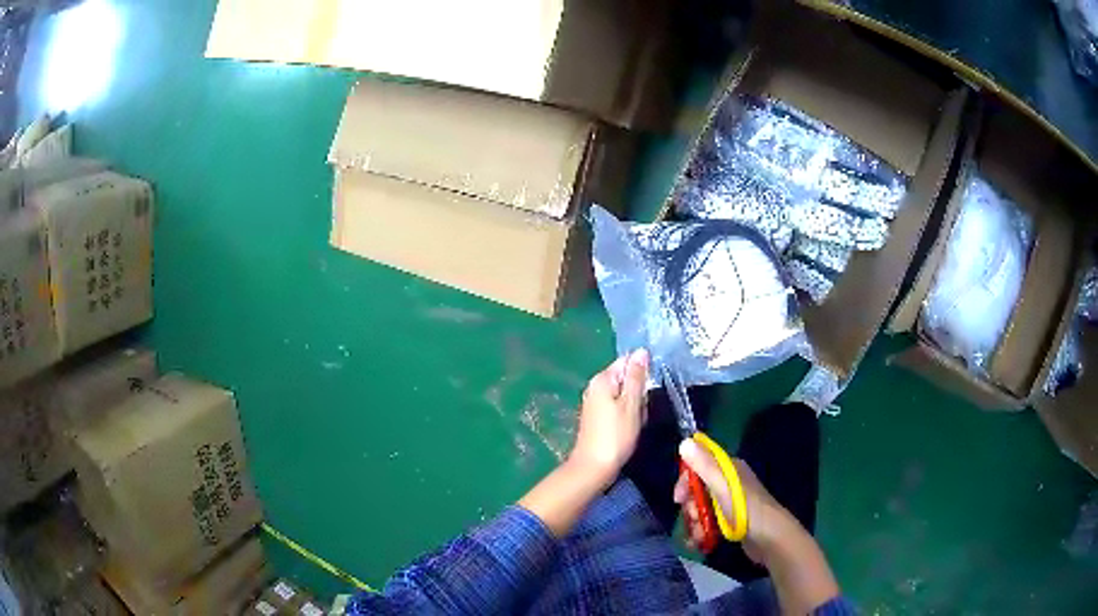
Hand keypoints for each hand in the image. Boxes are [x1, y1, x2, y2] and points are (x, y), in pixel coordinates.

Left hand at [567, 349, 649, 487]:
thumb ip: (637, 377)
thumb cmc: (615, 436)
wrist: (594, 468)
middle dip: (639, 394)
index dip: (642, 374)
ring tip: (636, 423)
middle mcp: (595, 387)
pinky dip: (628, 418)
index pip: (627, 362)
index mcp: (602, 379)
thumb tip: (641, 351)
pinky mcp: (597, 418)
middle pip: (626, 380)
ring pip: (625, 397)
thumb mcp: (631, 404)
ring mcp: (595, 403)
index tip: (650, 391)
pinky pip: (618, 410)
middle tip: (642, 410)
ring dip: (636, 408)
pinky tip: (630, 430)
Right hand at [675, 439, 797, 561]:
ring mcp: (730, 503)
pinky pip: (708, 522)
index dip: (686, 480)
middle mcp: (729, 483)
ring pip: (701, 508)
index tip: (679, 498)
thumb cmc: (746, 509)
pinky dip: (701, 531)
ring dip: (694, 522)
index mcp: (729, 469)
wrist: (769, 538)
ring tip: (698, 535)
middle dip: (690, 505)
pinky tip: (698, 542)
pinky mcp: (730, 521)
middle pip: (698, 489)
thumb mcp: (723, 486)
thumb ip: (704, 465)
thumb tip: (684, 441)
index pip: (700, 465)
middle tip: (693, 517)